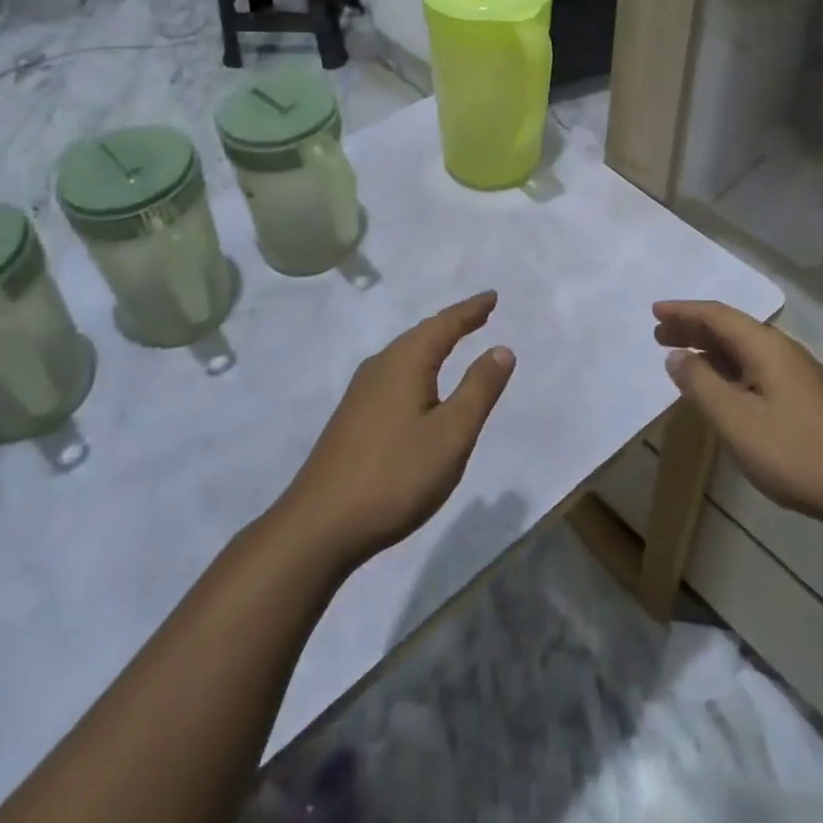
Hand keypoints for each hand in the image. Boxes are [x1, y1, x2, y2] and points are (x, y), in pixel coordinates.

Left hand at [280, 292, 516, 569]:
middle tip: (480, 314)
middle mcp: (380, 366)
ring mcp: (361, 392)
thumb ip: (479, 389)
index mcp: (405, 361)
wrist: (320, 525)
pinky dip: (417, 365)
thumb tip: (501, 349)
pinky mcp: (352, 416)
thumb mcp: (452, 434)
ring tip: (454, 340)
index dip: (471, 310)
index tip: (492, 296)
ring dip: (433, 343)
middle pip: (422, 334)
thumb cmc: (396, 475)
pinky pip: (394, 373)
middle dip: (453, 323)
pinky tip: (419, 385)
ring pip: (405, 354)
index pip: (444, 324)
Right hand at [657, 300, 822, 536]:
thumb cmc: (795, 452)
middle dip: (693, 327)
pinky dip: (726, 367)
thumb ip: (700, 384)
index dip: (683, 311)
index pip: (716, 315)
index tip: (654, 311)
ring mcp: (795, 373)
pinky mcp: (802, 396)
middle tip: (659, 334)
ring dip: (708, 348)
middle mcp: (780, 350)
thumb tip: (676, 355)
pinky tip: (718, 386)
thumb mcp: (735, 420)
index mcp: (764, 346)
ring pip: (742, 348)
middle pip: (729, 327)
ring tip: (680, 356)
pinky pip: (753, 366)